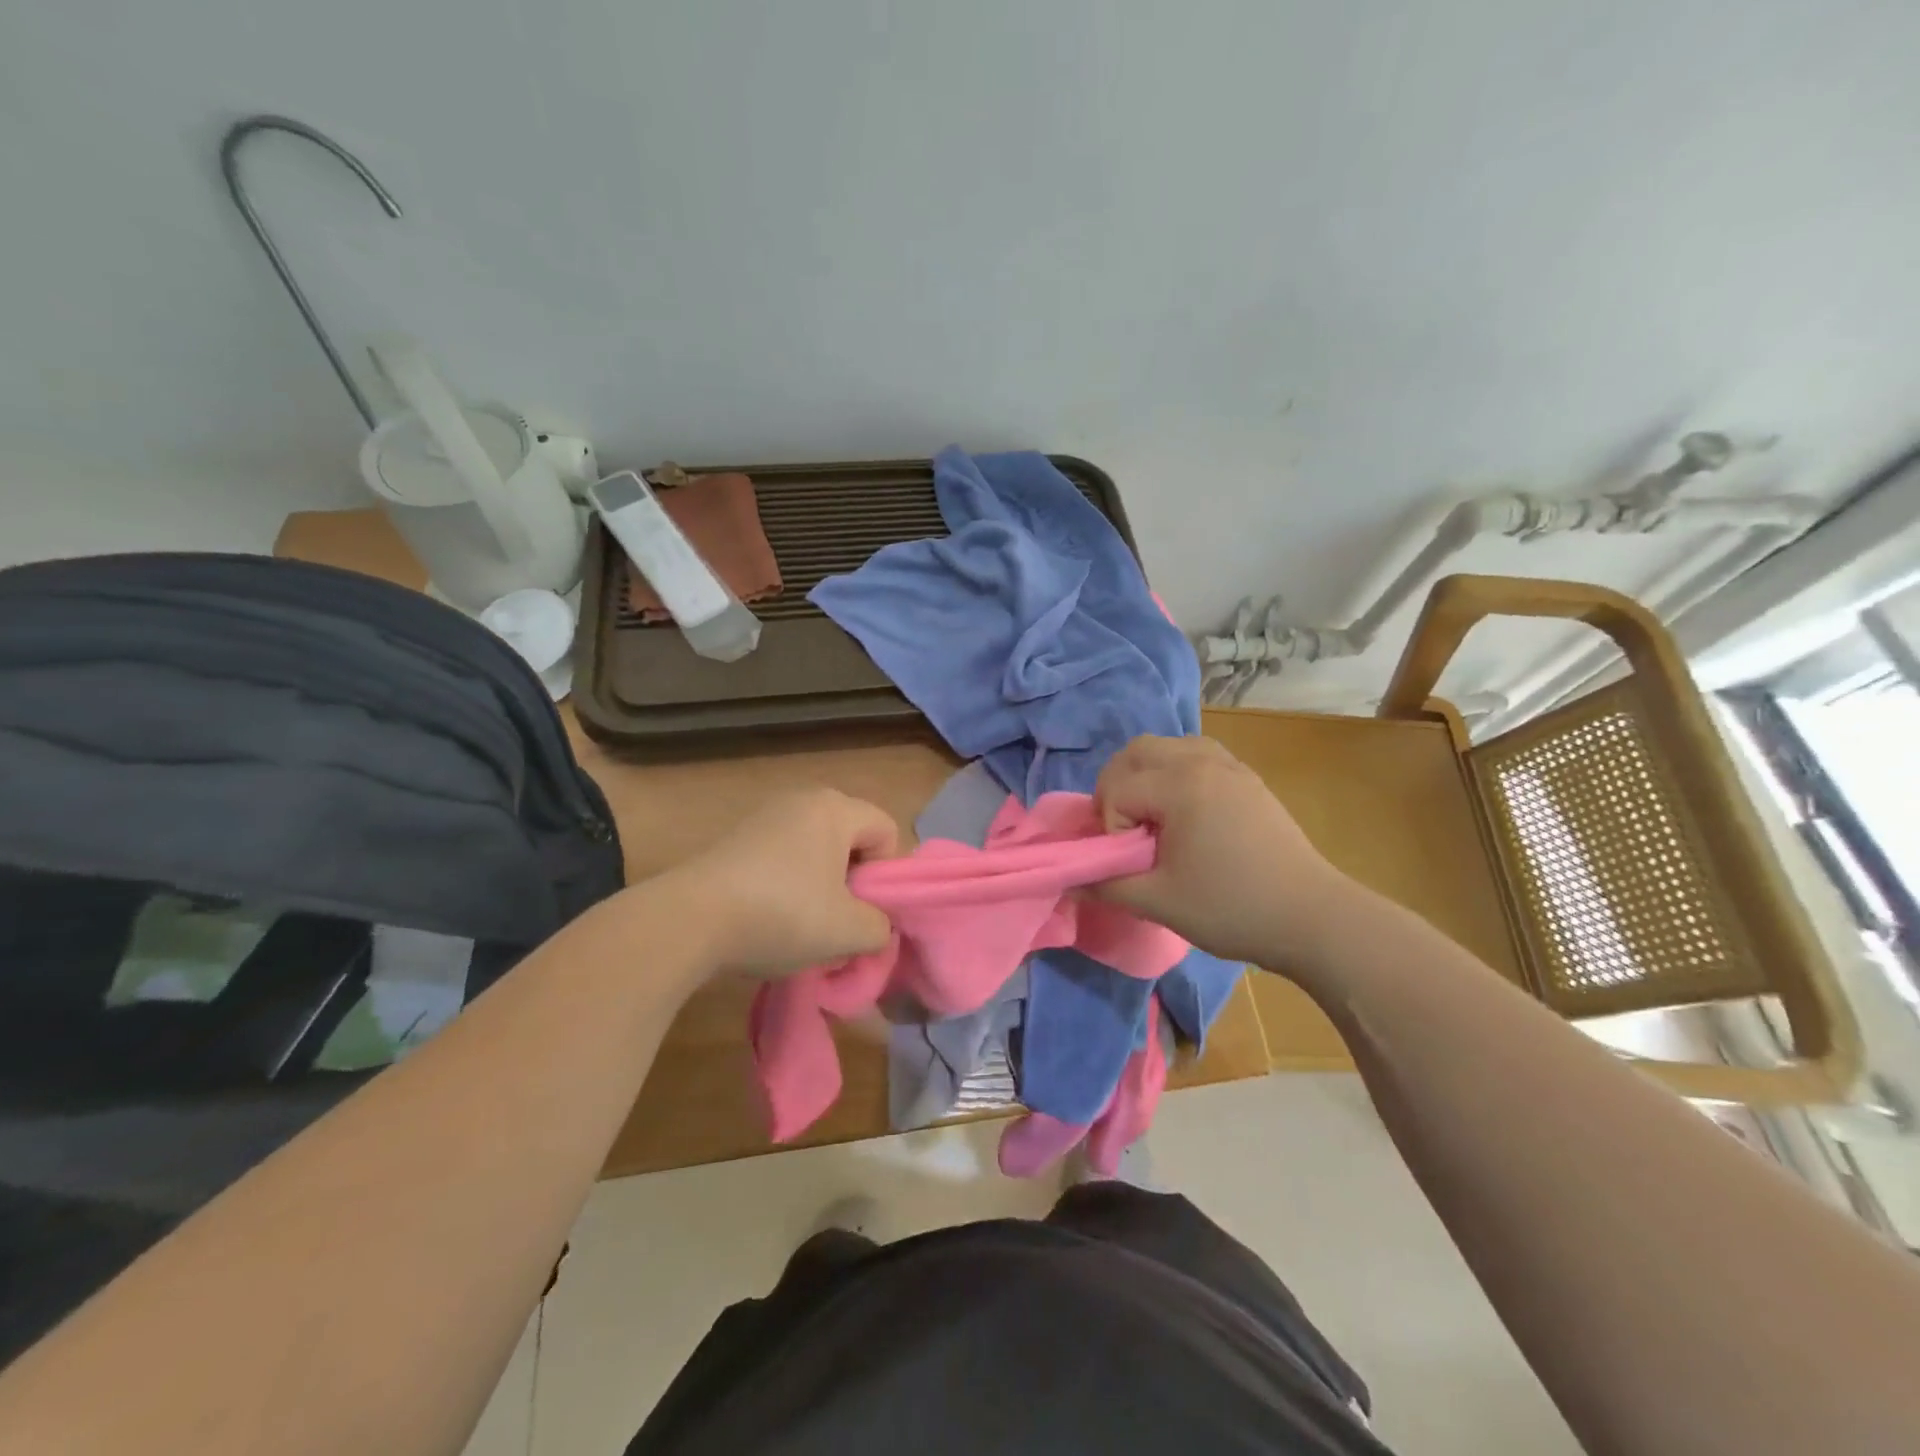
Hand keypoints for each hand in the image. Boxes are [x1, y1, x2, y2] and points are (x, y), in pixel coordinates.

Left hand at [660, 788, 900, 978]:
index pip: (886, 832)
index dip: (884, 876)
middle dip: (852, 883)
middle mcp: (802, 800)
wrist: (690, 920)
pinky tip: (768, 919)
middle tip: (836, 922)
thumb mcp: (849, 931)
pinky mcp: (736, 839)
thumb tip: (876, 926)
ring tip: (801, 926)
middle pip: (850, 840)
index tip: (862, 911)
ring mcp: (764, 816)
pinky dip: (786, 886)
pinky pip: (782, 858)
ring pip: (816, 852)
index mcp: (835, 808)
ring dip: (819, 888)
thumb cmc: (782, 914)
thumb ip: (880, 927)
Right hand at [1093, 735, 1349, 967]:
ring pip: (1167, 746)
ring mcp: (1230, 765)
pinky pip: (1197, 754)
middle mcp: (1202, 761)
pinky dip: (1176, 772)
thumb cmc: (1232, 908)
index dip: (1112, 827)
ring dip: (1146, 775)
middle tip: (1126, 830)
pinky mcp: (1247, 778)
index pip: (1117, 789)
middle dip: (1117, 786)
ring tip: (1152, 817)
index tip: (1133, 861)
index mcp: (1180, 785)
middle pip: (1135, 752)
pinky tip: (1185, 812)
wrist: (1313, 918)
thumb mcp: (1159, 902)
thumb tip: (1069, 881)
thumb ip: (1107, 885)